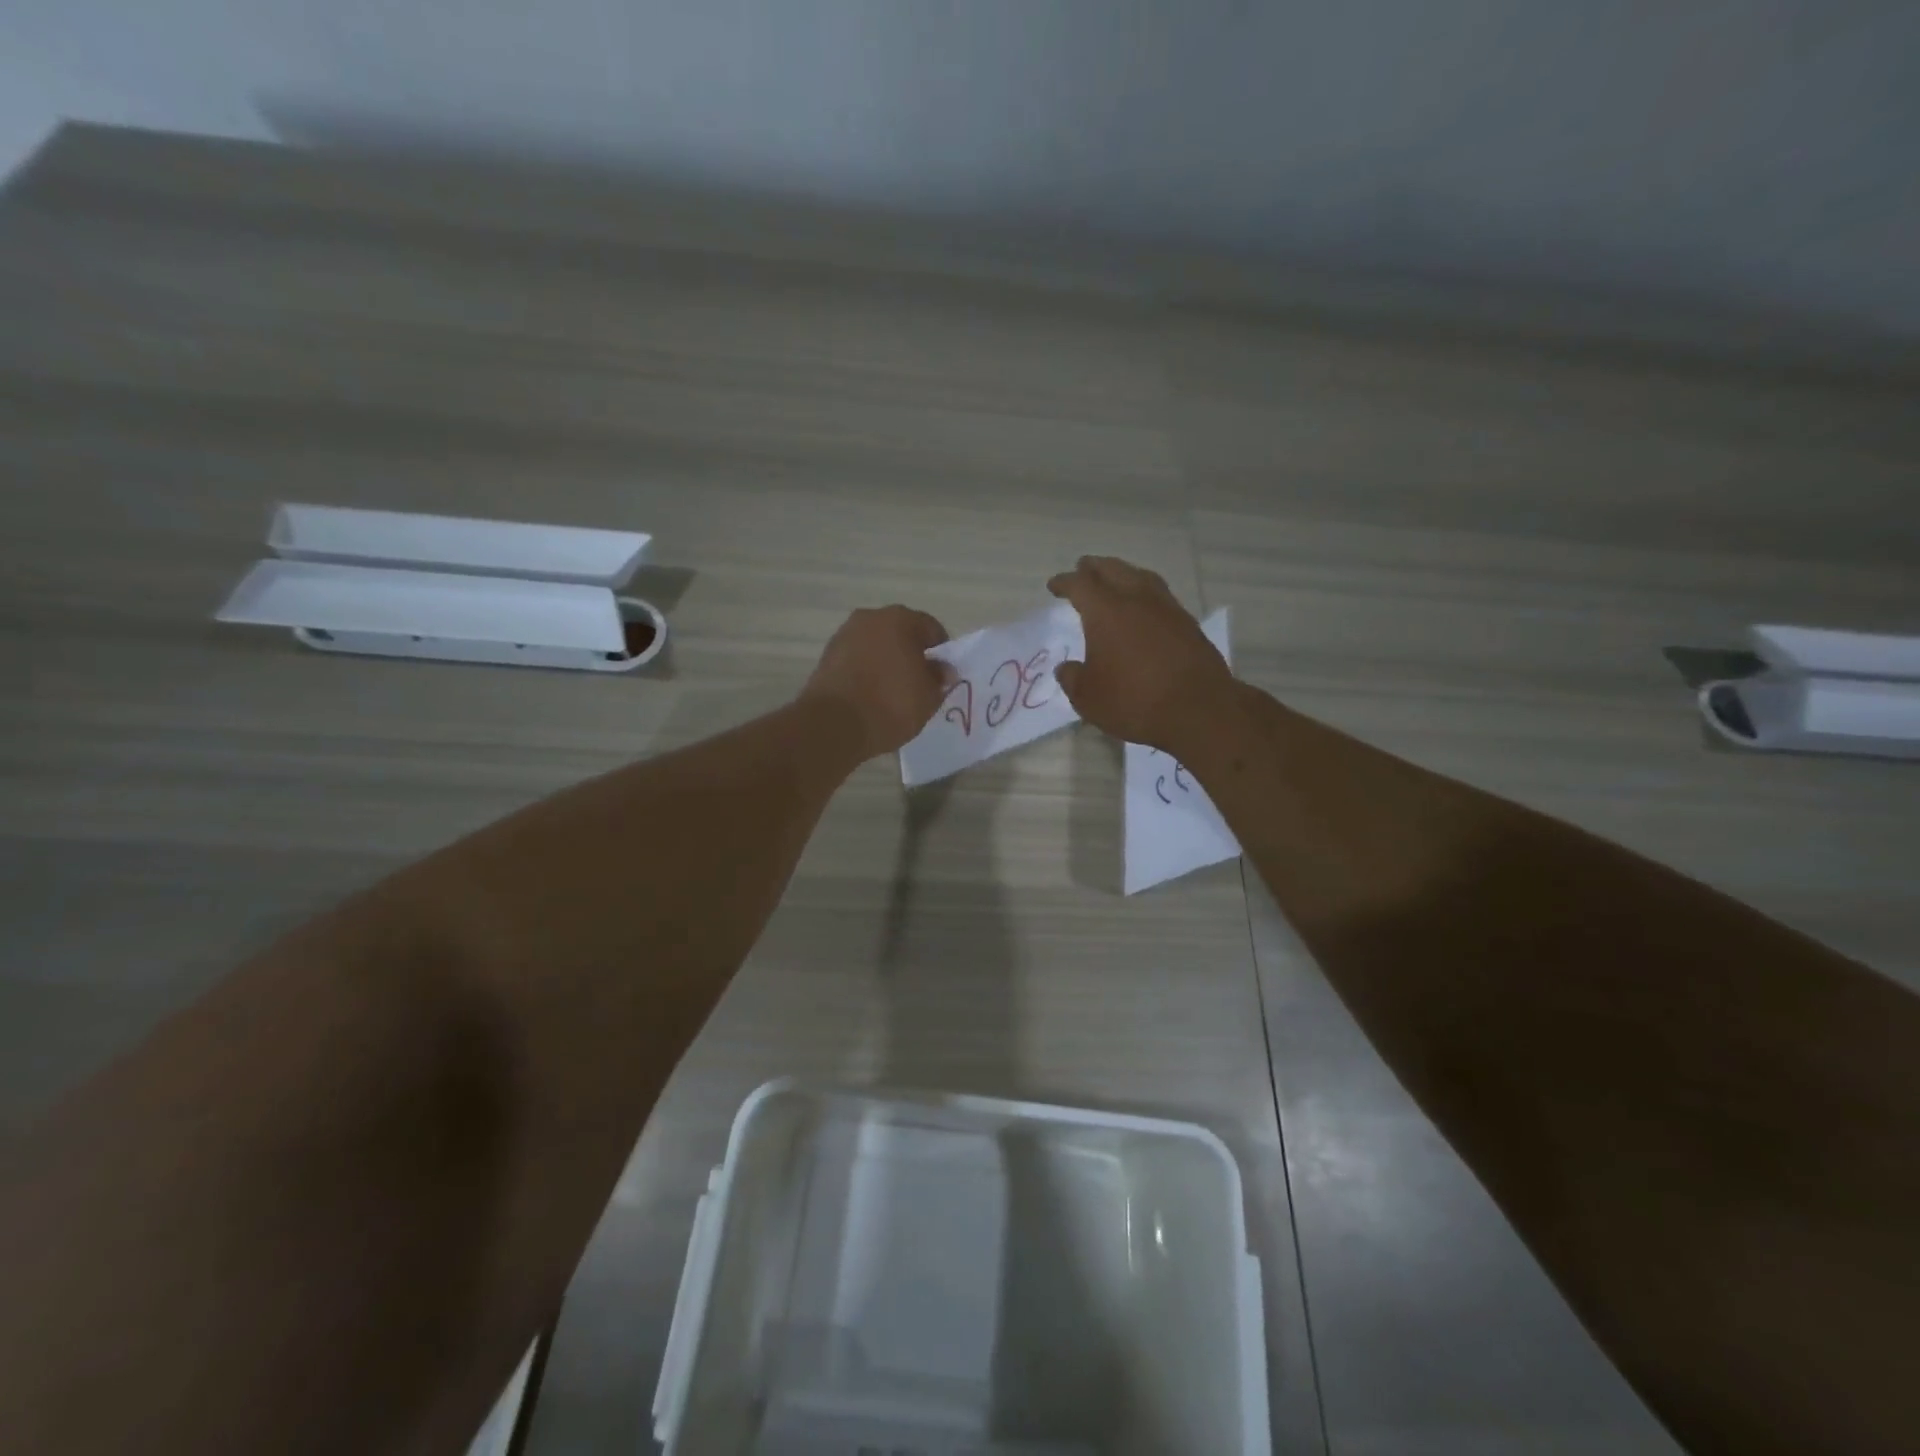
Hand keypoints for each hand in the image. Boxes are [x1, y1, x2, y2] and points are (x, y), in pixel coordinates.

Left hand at [800, 605, 952, 760]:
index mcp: (900, 619)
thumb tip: (942, 669)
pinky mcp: (826, 656)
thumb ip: (939, 677)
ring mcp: (844, 635)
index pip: (931, 629)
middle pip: (901, 633)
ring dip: (886, 661)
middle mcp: (870, 618)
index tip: (941, 677)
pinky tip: (871, 695)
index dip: (941, 653)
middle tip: (918, 683)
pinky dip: (866, 671)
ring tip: (892, 692)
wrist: (833, 725)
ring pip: (876, 645)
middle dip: (911, 654)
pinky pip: (857, 660)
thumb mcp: (929, 696)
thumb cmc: (891, 704)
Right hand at [1048, 556, 1234, 752]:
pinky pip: (1160, 596)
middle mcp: (1137, 600)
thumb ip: (1073, 678)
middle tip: (1083, 569)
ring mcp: (1167, 608)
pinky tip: (1144, 608)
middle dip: (1095, 568)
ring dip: (1123, 574)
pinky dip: (1145, 593)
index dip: (1064, 582)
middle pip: (1113, 569)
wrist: (1198, 709)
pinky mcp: (1188, 623)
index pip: (1080, 585)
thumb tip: (1067, 668)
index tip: (1054, 586)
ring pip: (1141, 577)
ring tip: (1115, 580)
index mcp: (1106, 611)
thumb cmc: (1134, 700)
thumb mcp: (1088, 698)